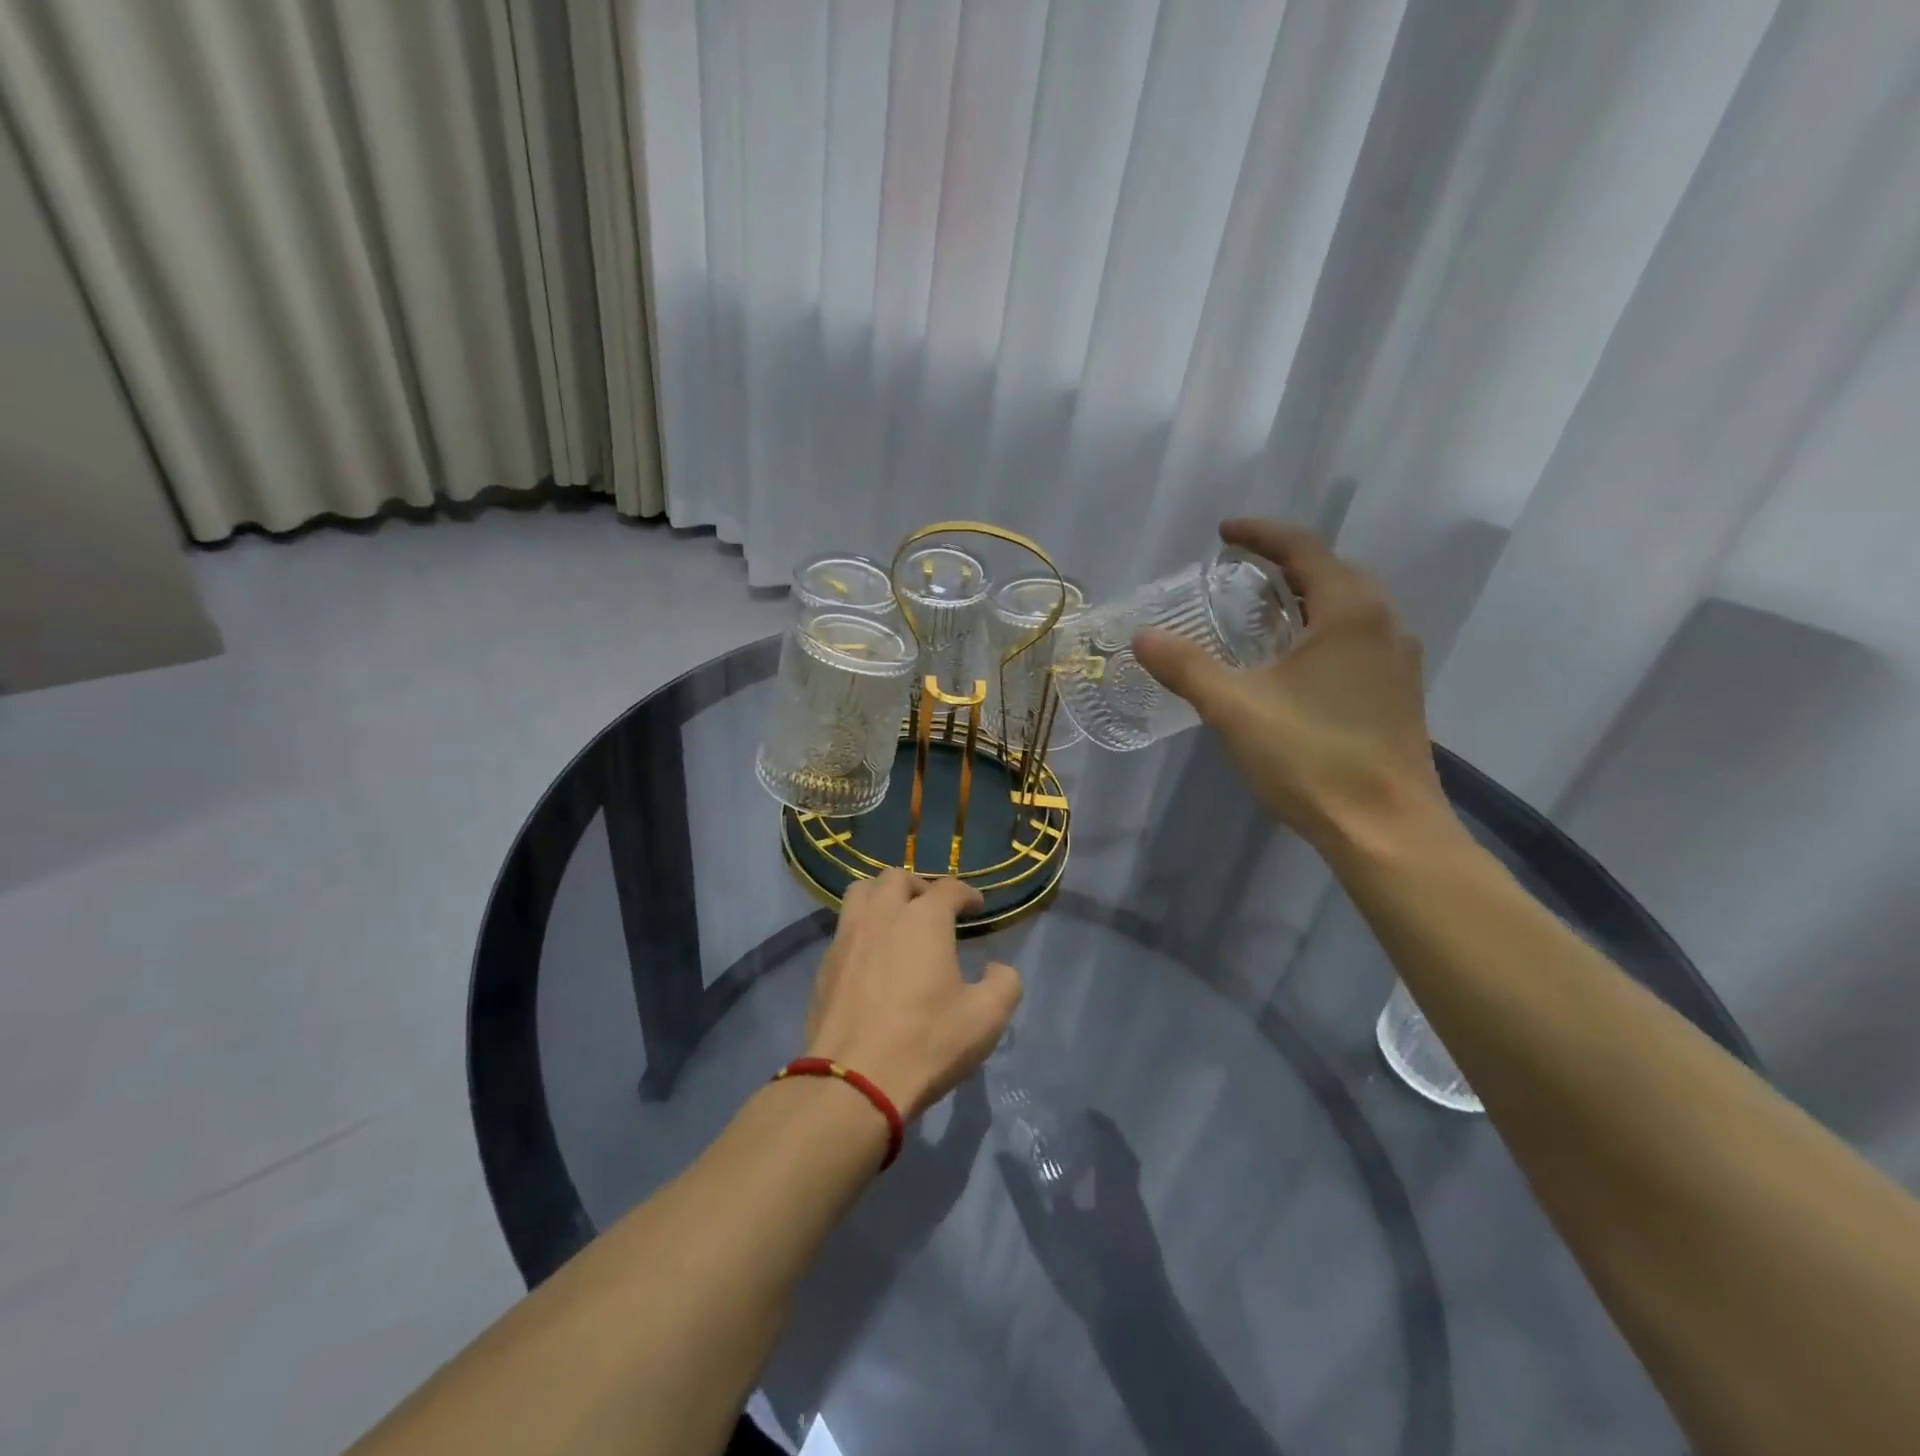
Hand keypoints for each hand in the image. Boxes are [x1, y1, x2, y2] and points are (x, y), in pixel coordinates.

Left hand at [803, 871, 1021, 1119]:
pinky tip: (872, 956)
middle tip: (932, 910)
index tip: (976, 908)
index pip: (949, 888)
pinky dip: (861, 928)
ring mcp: (848, 936)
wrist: (853, 1080)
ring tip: (896, 920)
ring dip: (882, 897)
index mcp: (924, 919)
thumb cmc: (926, 1042)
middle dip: (919, 887)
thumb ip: (1004, 983)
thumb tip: (996, 968)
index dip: (967, 894)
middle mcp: (883, 914)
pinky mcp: (825, 962)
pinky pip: (844, 927)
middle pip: (897, 877)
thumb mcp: (986, 1017)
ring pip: (861, 892)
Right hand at [996, 1111, 1169, 1323]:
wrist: (1133, 1324)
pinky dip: (1108, 1193)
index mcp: (1113, 1182)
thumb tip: (1003, 1155)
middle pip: (1121, 1157)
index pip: (1108, 1139)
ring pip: (1124, 1180)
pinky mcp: (1141, 1242)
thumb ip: (1024, 1194)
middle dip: (1101, 1143)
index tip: (1078, 1112)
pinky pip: (1125, 1201)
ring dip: (1105, 1169)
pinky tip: (1088, 1208)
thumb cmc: (1090, 1270)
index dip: (1096, 1122)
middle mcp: (1130, 1193)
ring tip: (1077, 1169)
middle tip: (1076, 1136)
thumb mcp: (1047, 1234)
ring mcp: (1139, 1219)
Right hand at [1132, 518, 1449, 858]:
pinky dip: (1321, 631)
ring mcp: (1397, 661)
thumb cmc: (1312, 758)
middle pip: (1332, 572)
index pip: (1304, 549)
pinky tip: (1293, 664)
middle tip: (1238, 574)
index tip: (1224, 532)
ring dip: (1305, 598)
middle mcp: (1383, 624)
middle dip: (1284, 564)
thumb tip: (1143, 636)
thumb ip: (1187, 667)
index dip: (1260, 534)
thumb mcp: (1235, 708)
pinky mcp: (1398, 694)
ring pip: (1348, 608)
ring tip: (1261, 614)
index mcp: (1349, 612)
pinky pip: (1356, 640)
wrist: (1385, 829)